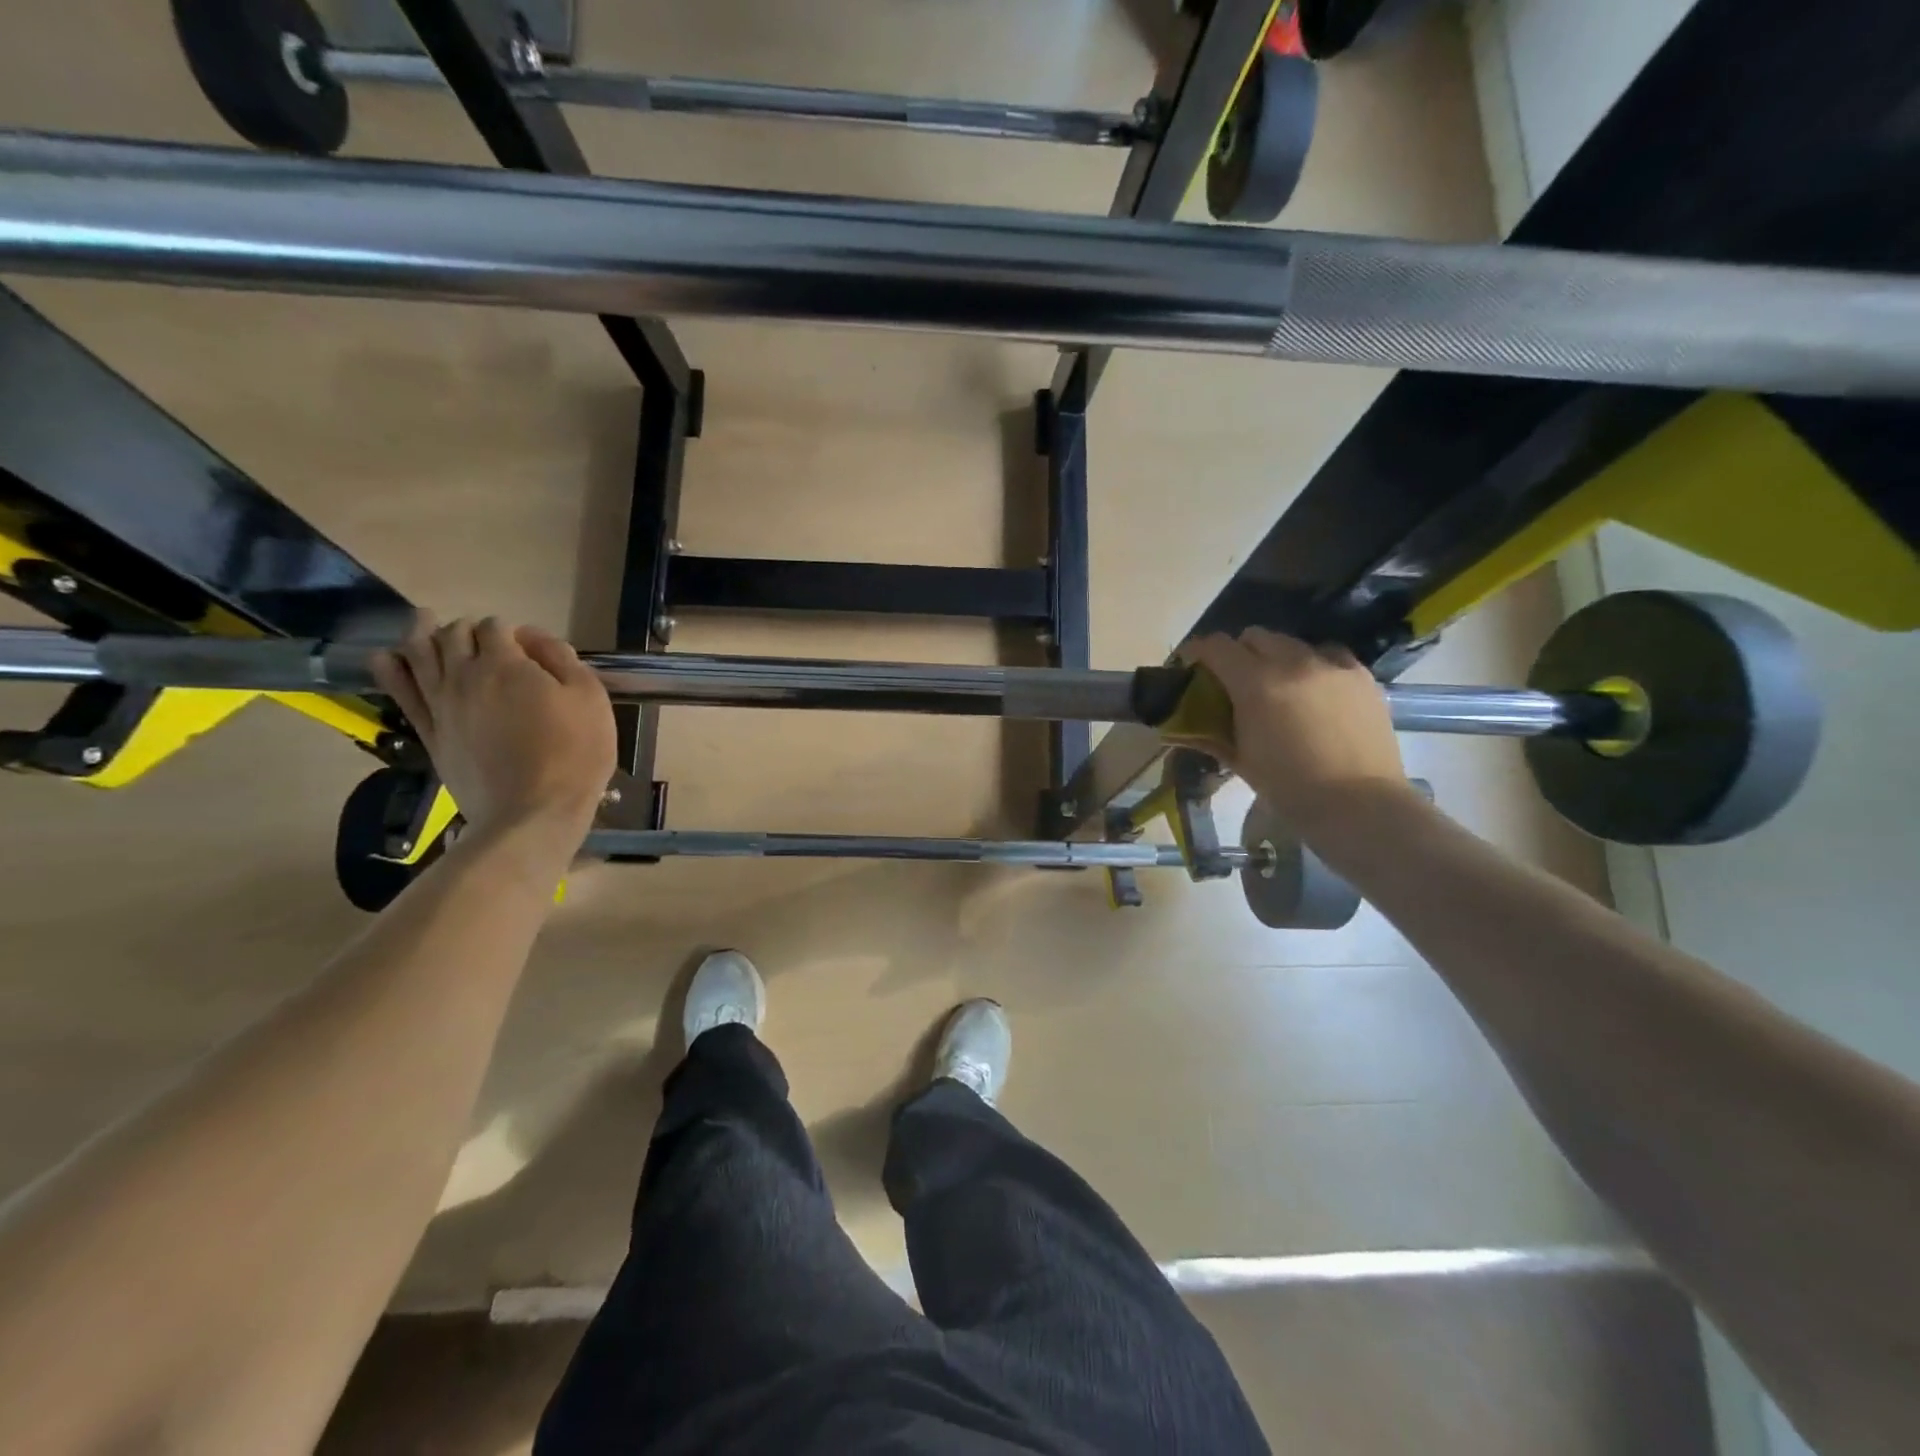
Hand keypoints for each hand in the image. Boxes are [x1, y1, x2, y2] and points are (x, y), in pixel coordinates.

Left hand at [371, 614, 615, 853]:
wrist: (533, 812)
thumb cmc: (574, 753)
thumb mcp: (590, 698)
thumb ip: (563, 659)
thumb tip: (535, 638)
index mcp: (507, 664)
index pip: (496, 627)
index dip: (511, 629)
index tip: (530, 647)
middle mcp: (465, 676)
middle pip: (453, 635)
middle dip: (467, 628)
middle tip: (482, 635)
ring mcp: (441, 705)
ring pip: (419, 655)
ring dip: (421, 634)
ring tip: (423, 622)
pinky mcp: (430, 733)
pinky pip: (400, 694)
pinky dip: (390, 670)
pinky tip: (386, 658)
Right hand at [1180, 629, 1410, 834]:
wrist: (1360, 806)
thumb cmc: (1290, 789)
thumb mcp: (1241, 761)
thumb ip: (1212, 734)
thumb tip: (1185, 727)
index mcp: (1257, 684)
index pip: (1217, 647)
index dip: (1198, 651)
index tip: (1191, 663)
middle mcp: (1294, 663)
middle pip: (1255, 637)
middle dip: (1238, 653)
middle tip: (1234, 680)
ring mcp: (1332, 666)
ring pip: (1292, 643)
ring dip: (1276, 657)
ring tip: (1277, 685)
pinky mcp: (1361, 676)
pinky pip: (1328, 655)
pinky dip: (1312, 665)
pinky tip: (1313, 691)